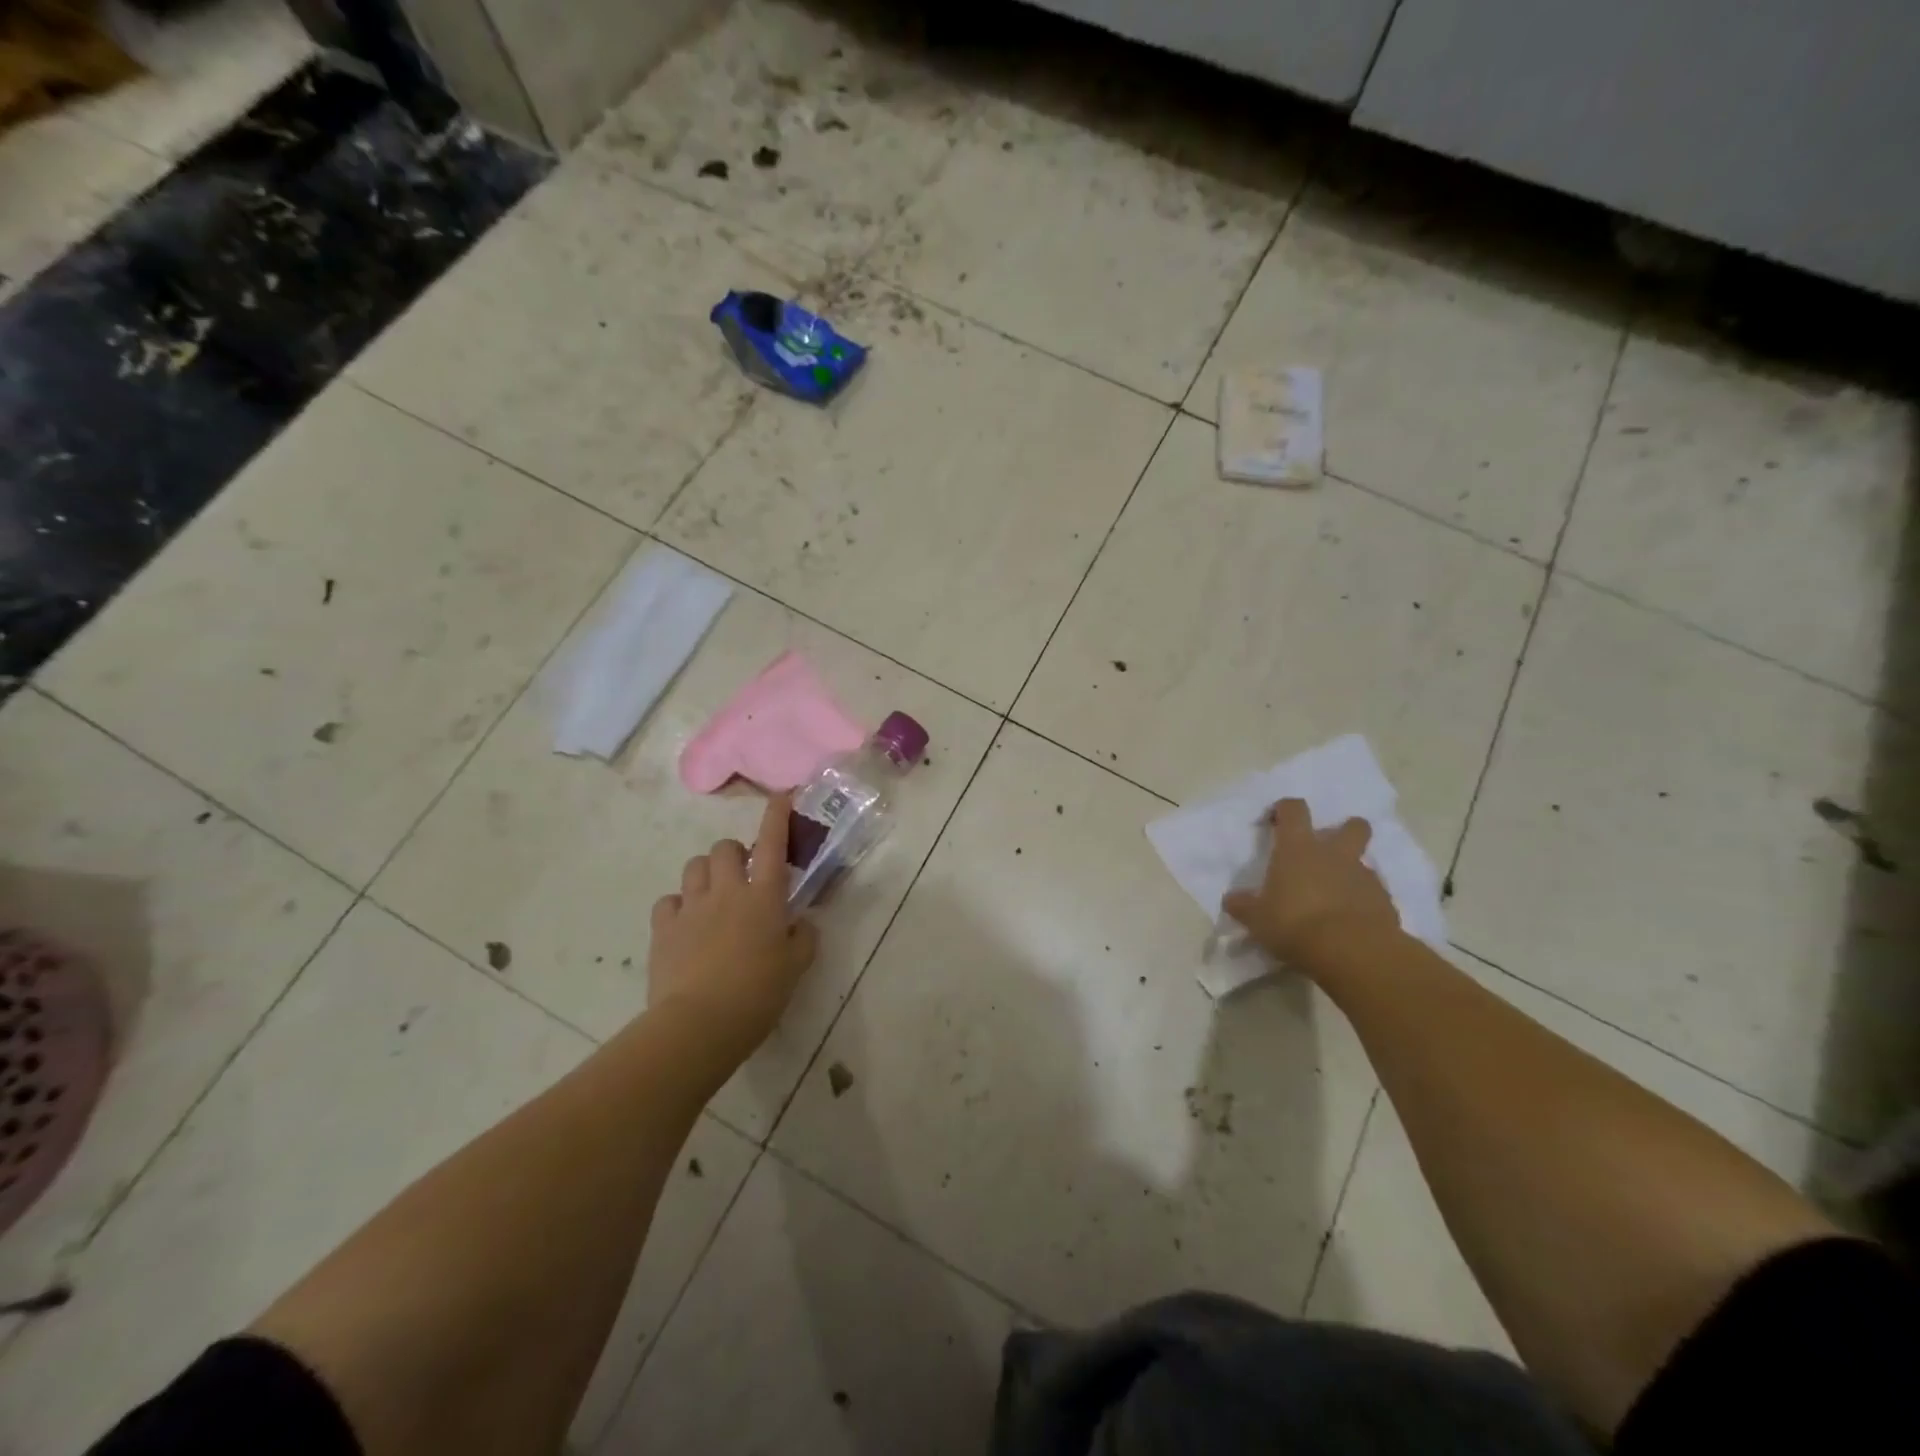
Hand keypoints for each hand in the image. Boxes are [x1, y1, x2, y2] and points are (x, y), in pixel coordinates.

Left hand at [647, 793, 817, 1061]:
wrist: (699, 1024)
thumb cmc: (758, 994)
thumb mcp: (796, 968)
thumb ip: (803, 938)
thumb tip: (800, 923)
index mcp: (764, 897)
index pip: (773, 844)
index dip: (777, 816)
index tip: (781, 796)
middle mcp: (727, 891)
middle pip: (726, 848)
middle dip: (736, 854)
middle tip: (745, 877)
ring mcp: (691, 907)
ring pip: (695, 866)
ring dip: (708, 872)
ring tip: (714, 896)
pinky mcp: (663, 928)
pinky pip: (669, 900)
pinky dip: (679, 905)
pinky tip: (686, 923)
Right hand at [1222, 798, 1399, 966]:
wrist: (1352, 951)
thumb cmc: (1294, 924)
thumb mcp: (1257, 918)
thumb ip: (1244, 905)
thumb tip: (1231, 899)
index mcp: (1298, 849)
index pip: (1294, 810)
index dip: (1286, 809)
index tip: (1277, 818)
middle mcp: (1334, 854)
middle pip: (1351, 826)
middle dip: (1345, 830)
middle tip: (1330, 848)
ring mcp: (1364, 876)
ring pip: (1364, 862)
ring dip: (1352, 872)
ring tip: (1337, 896)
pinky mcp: (1385, 902)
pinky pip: (1374, 894)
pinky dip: (1365, 902)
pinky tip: (1352, 922)